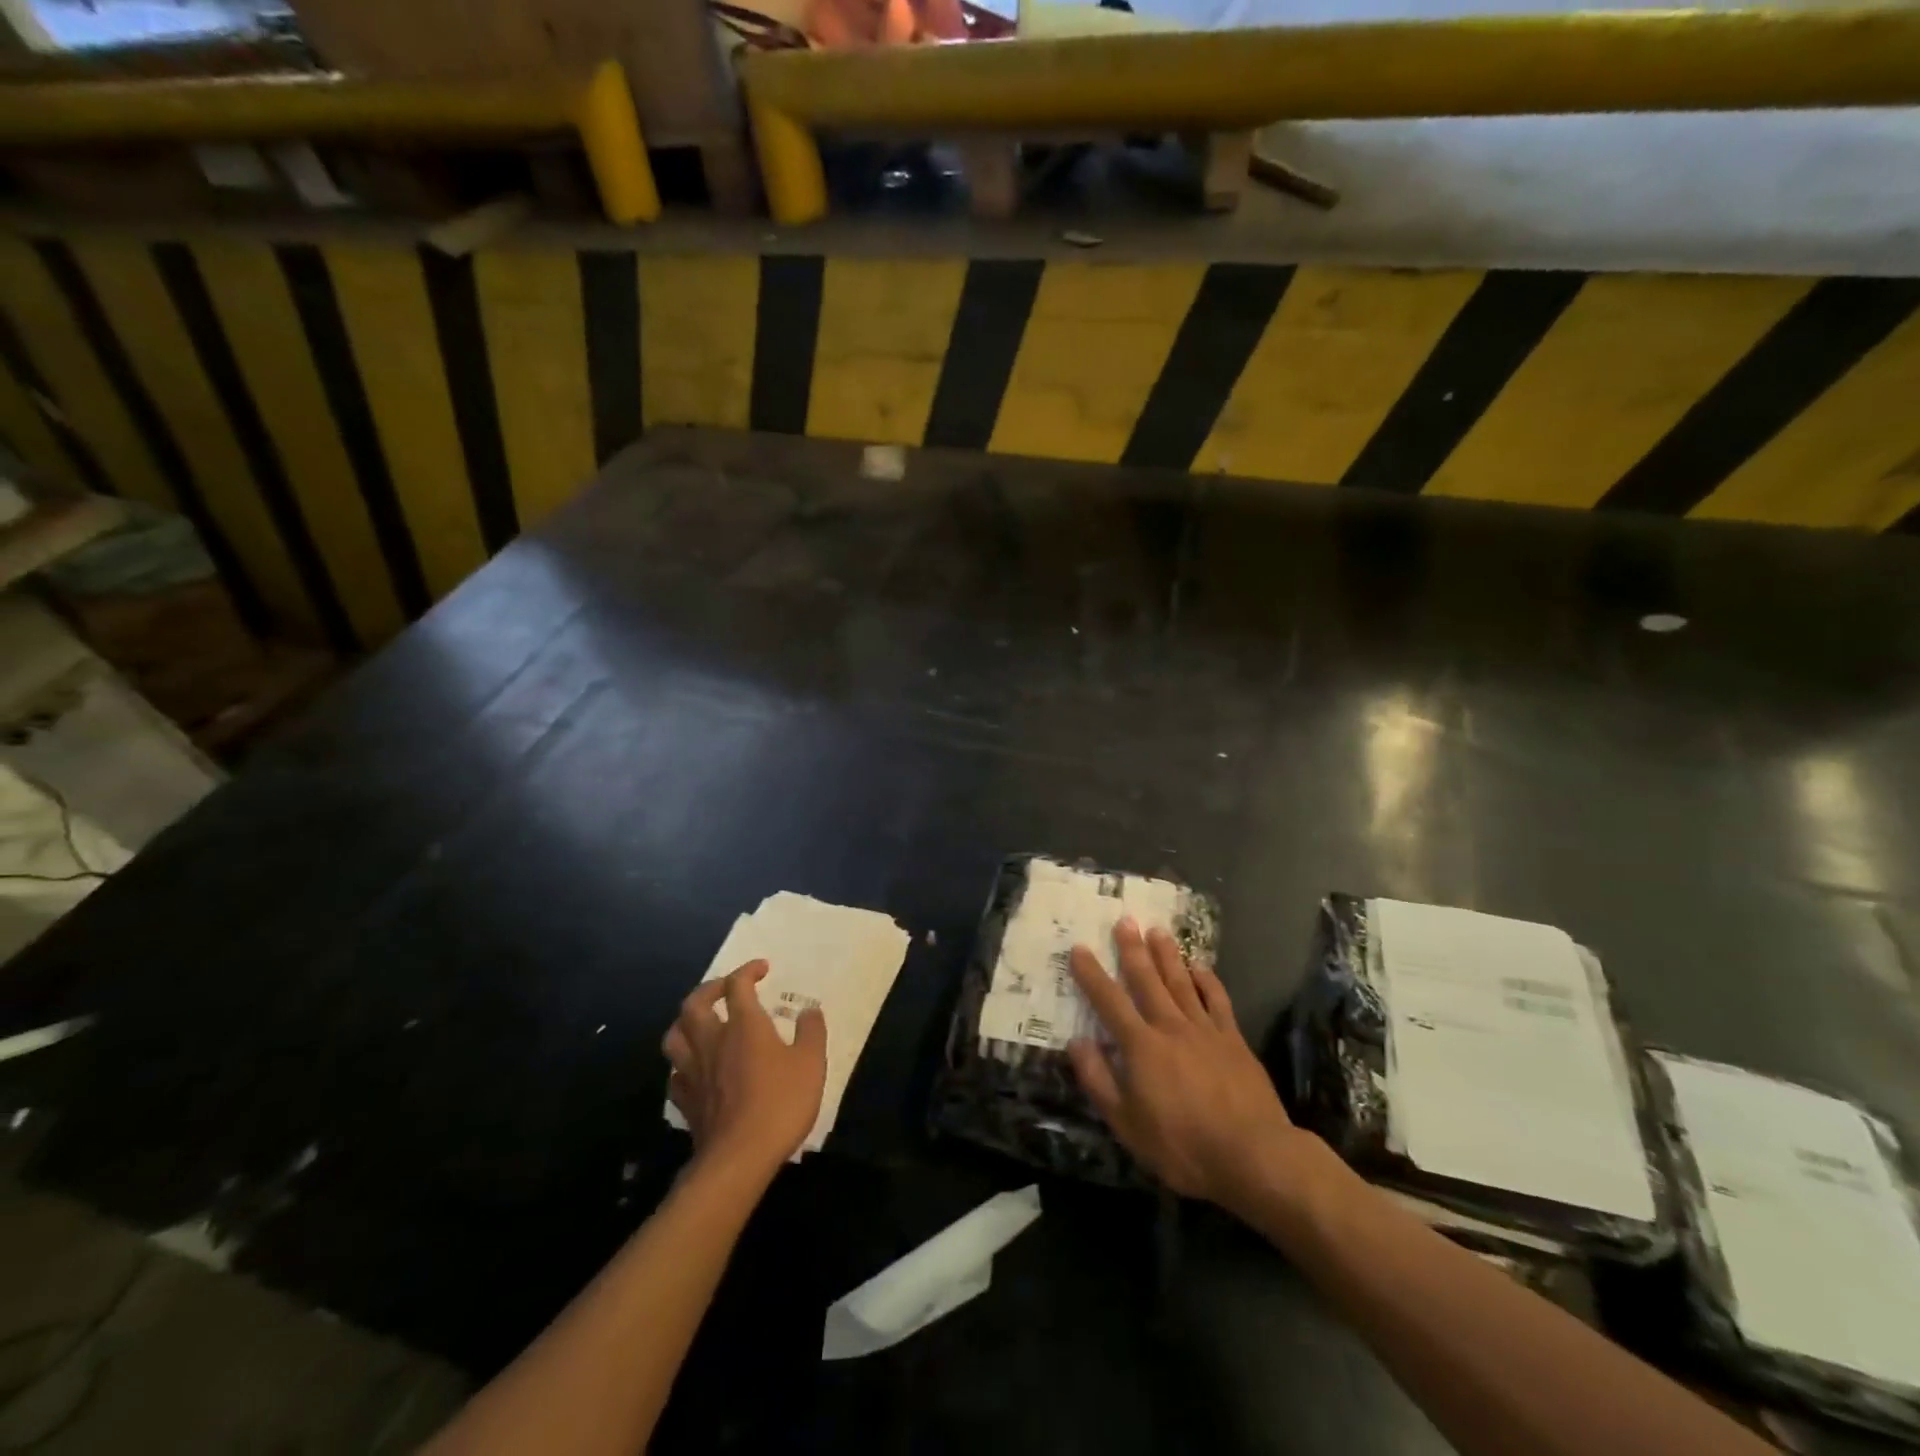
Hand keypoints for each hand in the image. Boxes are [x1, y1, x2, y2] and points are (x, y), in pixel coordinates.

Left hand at [663, 960, 827, 1178]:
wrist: (740, 1158)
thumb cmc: (780, 1103)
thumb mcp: (811, 1063)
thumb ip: (811, 1032)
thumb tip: (809, 1011)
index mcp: (744, 1025)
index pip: (738, 985)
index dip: (748, 971)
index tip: (762, 969)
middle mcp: (712, 1040)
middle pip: (695, 1003)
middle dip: (709, 989)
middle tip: (726, 989)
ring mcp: (694, 1071)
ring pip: (675, 1036)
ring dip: (686, 1022)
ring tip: (701, 1023)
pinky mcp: (686, 1101)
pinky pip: (675, 1074)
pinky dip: (683, 1064)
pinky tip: (695, 1069)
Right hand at [1067, 919, 1309, 1213]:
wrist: (1253, 1156)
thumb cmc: (1182, 1146)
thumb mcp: (1126, 1124)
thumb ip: (1099, 1080)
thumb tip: (1076, 1042)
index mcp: (1140, 1046)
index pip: (1109, 1001)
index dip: (1092, 974)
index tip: (1079, 948)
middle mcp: (1170, 1027)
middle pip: (1147, 980)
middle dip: (1132, 949)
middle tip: (1124, 920)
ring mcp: (1205, 1030)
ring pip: (1180, 982)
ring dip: (1167, 955)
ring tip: (1157, 930)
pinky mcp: (1233, 1039)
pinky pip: (1217, 1001)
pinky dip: (1207, 981)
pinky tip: (1200, 967)